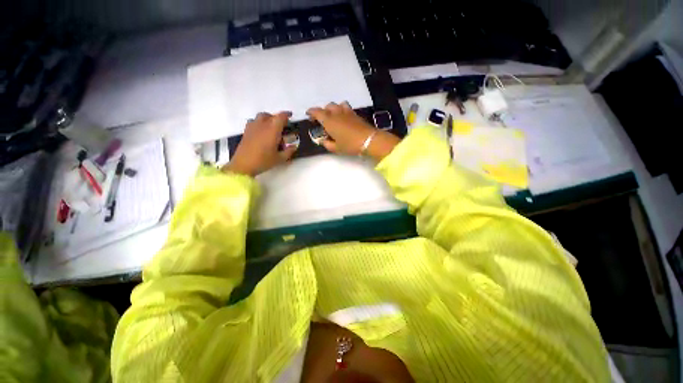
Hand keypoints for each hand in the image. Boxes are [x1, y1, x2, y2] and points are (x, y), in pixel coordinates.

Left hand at [223, 112, 295, 175]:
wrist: (243, 165)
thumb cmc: (263, 161)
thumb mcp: (280, 159)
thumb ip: (289, 151)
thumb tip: (294, 146)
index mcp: (272, 130)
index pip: (280, 117)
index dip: (286, 115)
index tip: (291, 116)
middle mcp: (262, 125)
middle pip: (271, 115)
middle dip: (278, 118)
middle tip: (283, 126)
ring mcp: (253, 127)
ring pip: (261, 116)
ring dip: (268, 119)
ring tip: (272, 127)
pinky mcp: (246, 131)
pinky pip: (254, 121)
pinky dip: (259, 123)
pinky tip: (261, 131)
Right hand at [307, 102, 399, 160]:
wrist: (368, 140)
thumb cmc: (349, 145)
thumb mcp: (336, 148)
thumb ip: (327, 144)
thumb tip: (323, 141)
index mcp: (329, 121)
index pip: (317, 112)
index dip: (311, 112)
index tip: (309, 115)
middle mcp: (336, 113)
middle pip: (327, 106)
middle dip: (323, 111)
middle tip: (322, 120)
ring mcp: (346, 112)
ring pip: (337, 104)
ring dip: (333, 109)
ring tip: (333, 117)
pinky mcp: (354, 113)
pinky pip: (345, 107)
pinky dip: (341, 109)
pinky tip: (343, 117)